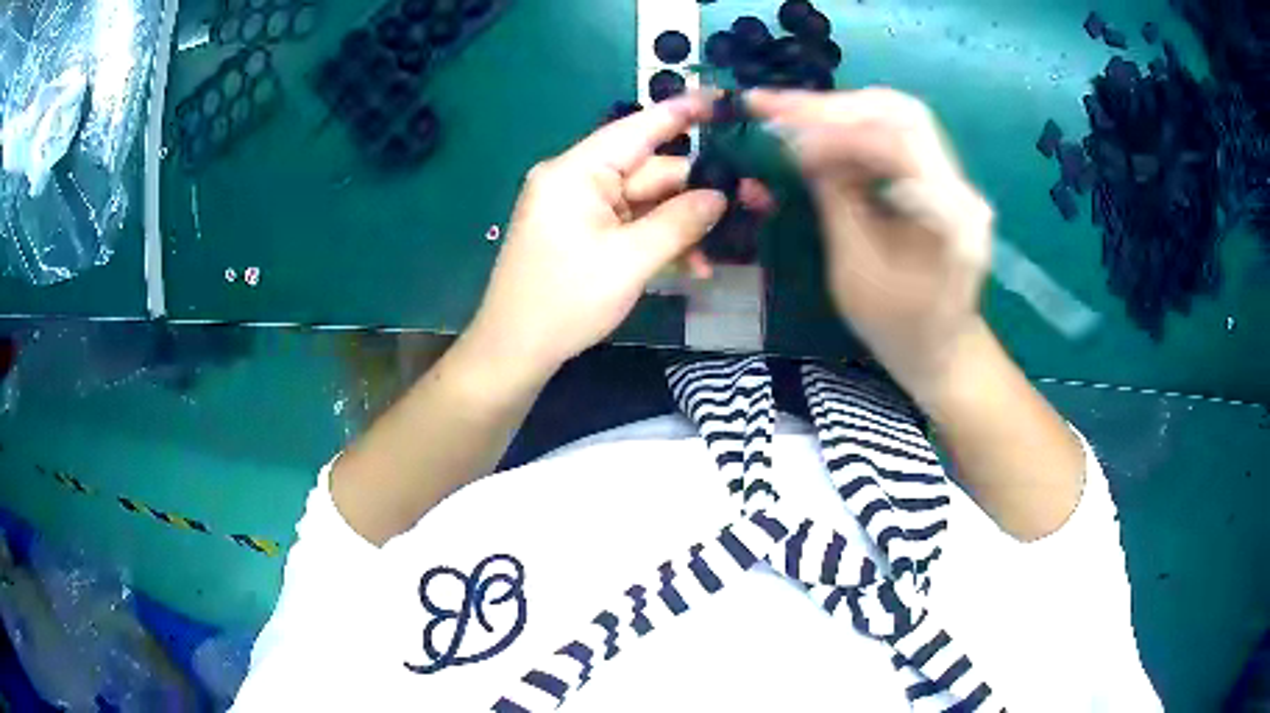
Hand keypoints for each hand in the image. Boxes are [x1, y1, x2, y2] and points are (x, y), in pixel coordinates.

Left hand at [469, 93, 771, 376]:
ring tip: (727, 246)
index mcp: (578, 171)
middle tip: (755, 201)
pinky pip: (631, 224)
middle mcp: (578, 180)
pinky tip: (693, 265)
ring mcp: (580, 207)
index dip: (682, 112)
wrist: (515, 350)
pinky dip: (660, 239)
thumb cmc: (565, 301)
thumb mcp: (629, 262)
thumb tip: (720, 196)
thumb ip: (679, 223)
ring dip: (684, 224)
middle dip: (700, 189)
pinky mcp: (584, 232)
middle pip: (650, 171)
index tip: (723, 101)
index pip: (638, 128)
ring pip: (646, 202)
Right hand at [746, 88, 995, 397]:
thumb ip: (835, 201)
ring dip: (838, 112)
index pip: (896, 142)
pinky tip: (817, 135)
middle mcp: (959, 185)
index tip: (780, 133)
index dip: (835, 131)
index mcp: (950, 214)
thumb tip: (801, 146)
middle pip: (899, 112)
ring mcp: (952, 177)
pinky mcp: (937, 177)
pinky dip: (850, 129)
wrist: (944, 349)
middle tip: (774, 106)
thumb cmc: (900, 328)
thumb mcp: (856, 273)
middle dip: (832, 106)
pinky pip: (893, 135)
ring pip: (895, 116)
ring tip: (786, 114)